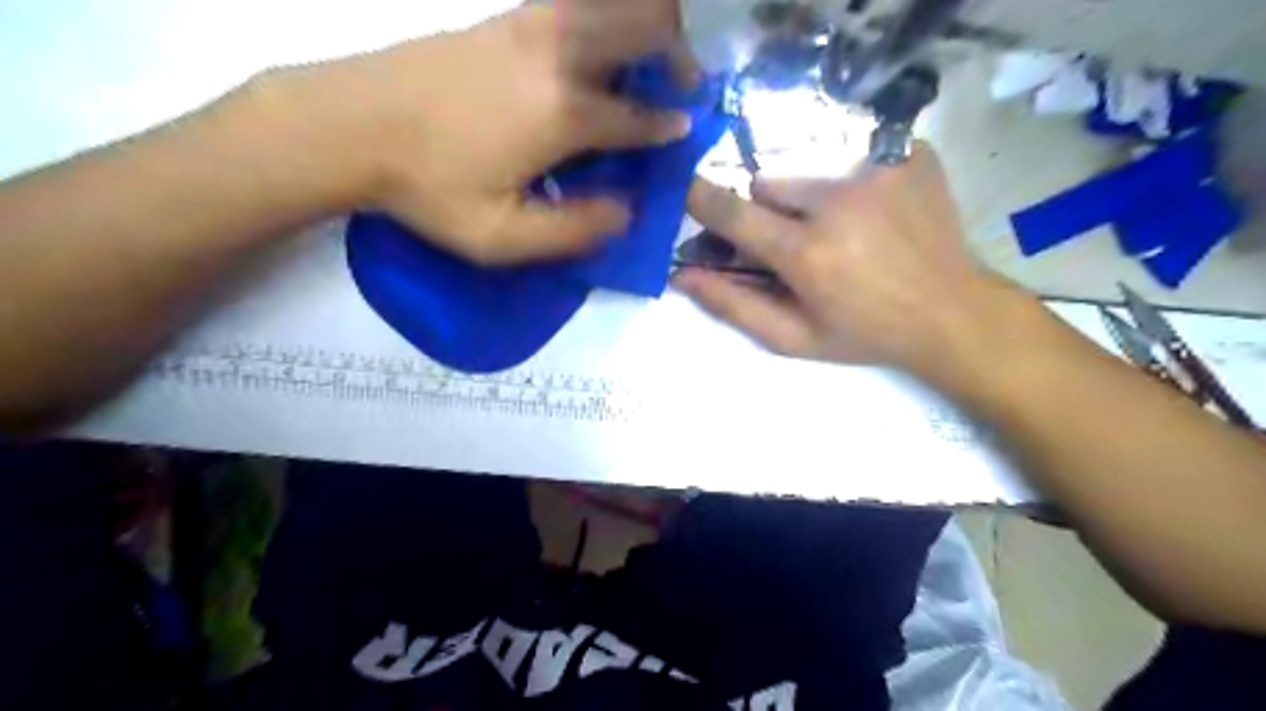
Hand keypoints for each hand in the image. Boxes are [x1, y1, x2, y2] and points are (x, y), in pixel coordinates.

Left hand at [252, 4, 690, 262]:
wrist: (350, 124)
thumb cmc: (429, 188)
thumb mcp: (503, 237)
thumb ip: (574, 231)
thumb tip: (626, 213)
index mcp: (563, 112)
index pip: (639, 115)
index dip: (669, 126)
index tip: (685, 130)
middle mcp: (558, 54)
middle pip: (645, 25)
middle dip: (680, 53)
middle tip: (685, 84)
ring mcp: (530, 23)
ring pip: (614, 1)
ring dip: (648, 25)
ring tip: (653, 60)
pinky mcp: (506, 15)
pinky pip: (577, 2)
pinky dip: (606, 16)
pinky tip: (602, 45)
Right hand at [676, 144, 1021, 383]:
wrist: (953, 312)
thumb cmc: (865, 333)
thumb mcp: (793, 337)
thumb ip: (734, 306)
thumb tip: (681, 276)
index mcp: (806, 254)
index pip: (732, 211)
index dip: (702, 200)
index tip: (691, 194)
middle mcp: (838, 202)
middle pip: (768, 182)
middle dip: (769, 209)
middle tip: (796, 239)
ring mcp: (878, 170)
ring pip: (808, 165)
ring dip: (809, 193)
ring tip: (841, 225)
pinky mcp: (909, 153)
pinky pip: (854, 152)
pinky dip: (852, 178)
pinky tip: (875, 210)